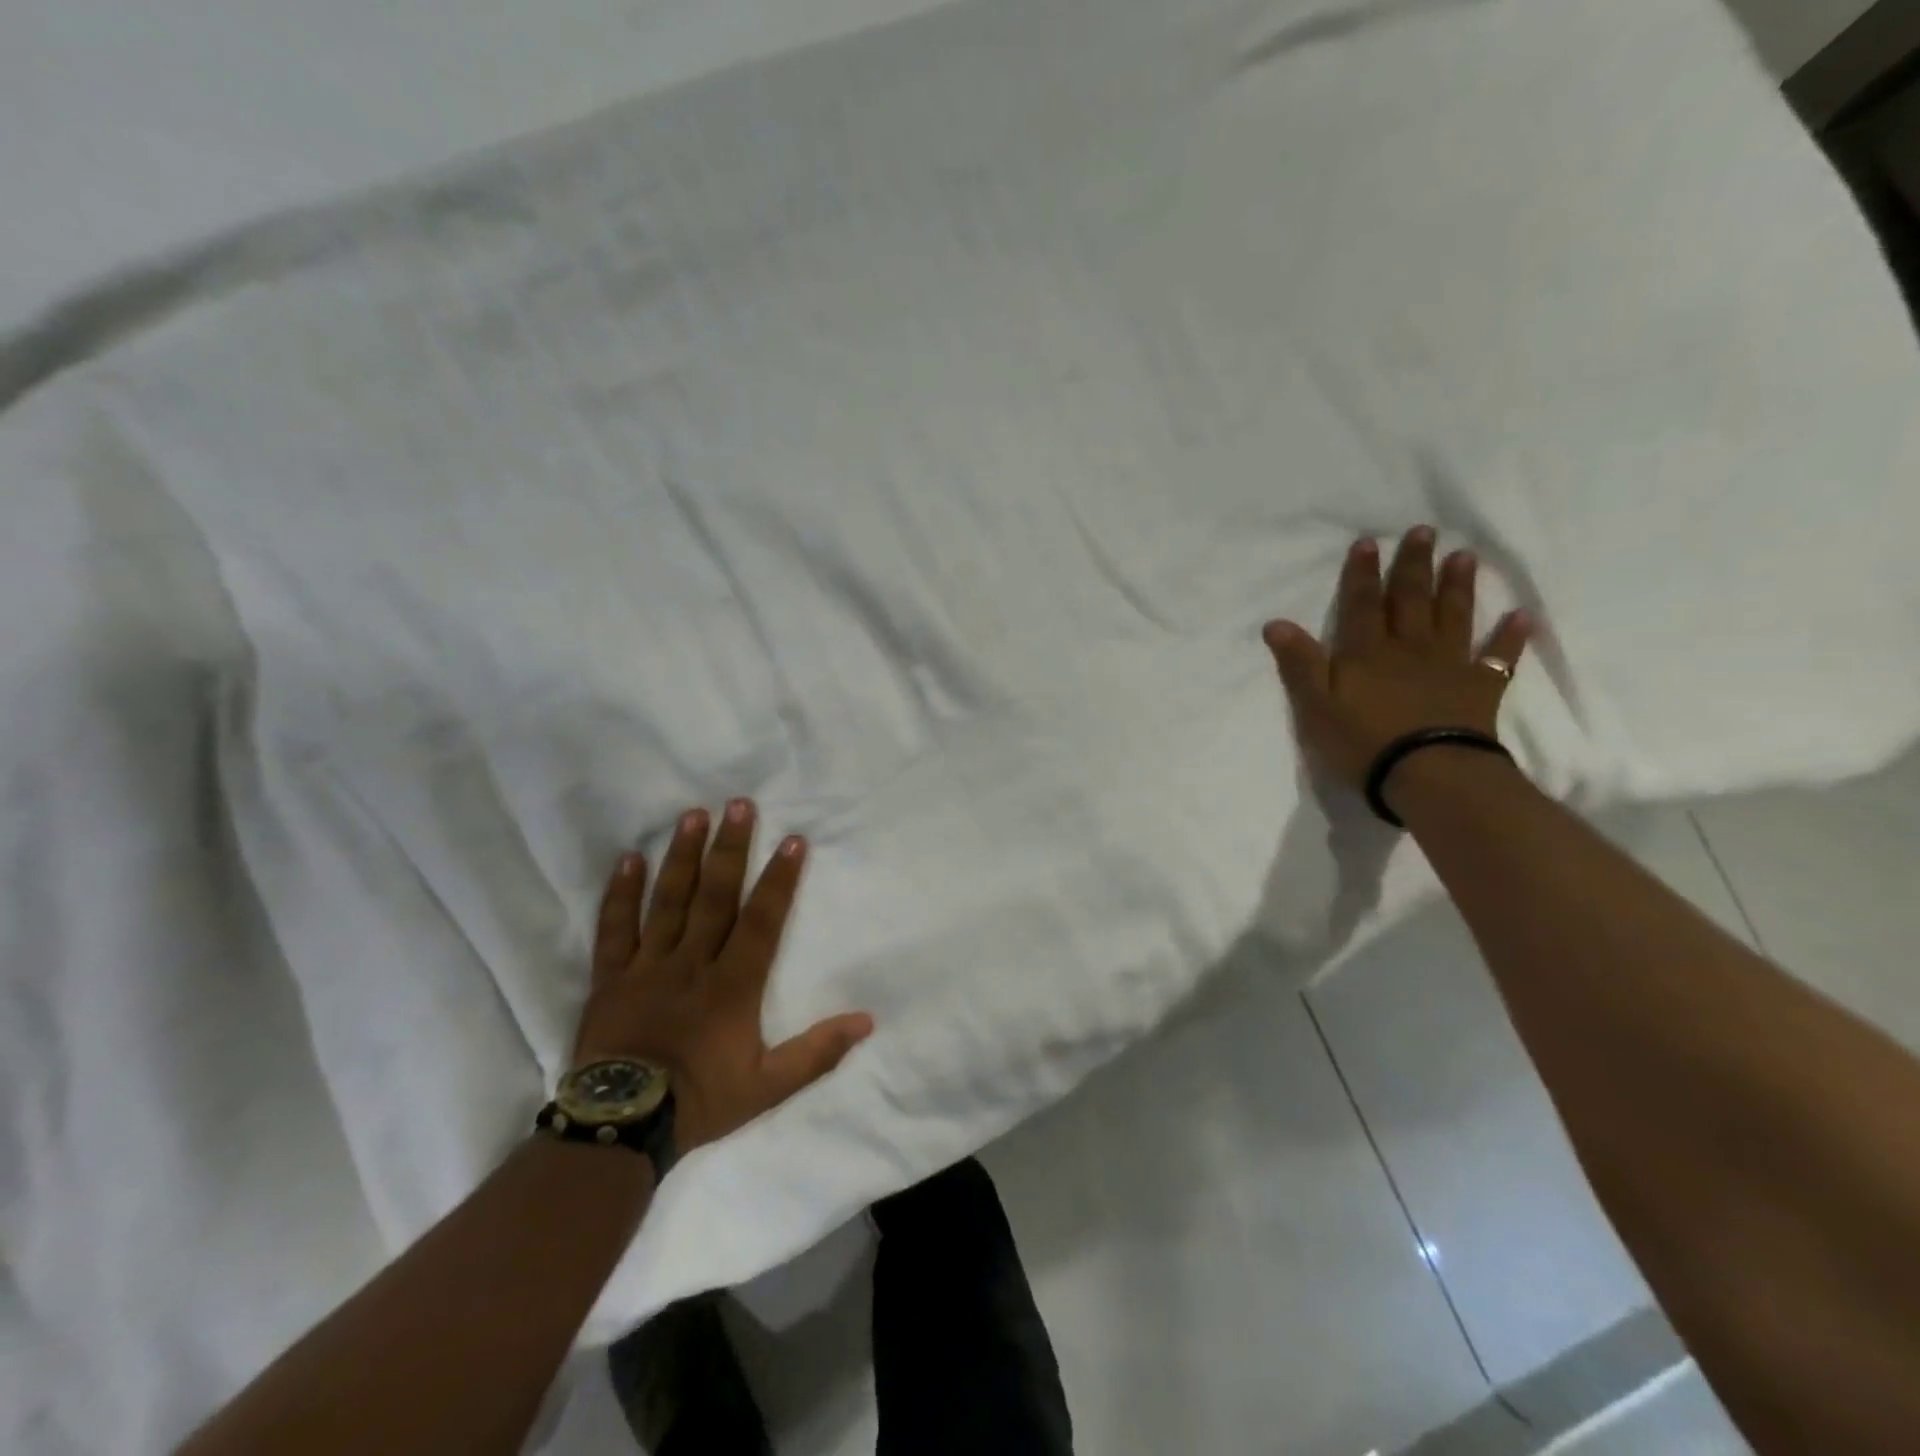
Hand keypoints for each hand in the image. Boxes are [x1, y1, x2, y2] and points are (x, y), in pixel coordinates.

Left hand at [574, 801, 874, 1153]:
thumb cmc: (699, 1101)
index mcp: (733, 985)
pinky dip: (621, 894)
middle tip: (739, 804)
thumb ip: (817, 1052)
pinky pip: (615, 928)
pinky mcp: (611, 977)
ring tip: (693, 815)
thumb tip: (867, 1021)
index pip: (762, 921)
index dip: (779, 880)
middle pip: (715, 897)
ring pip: (668, 901)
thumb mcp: (768, 1086)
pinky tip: (629, 859)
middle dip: (730, 849)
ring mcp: (648, 966)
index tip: (793, 840)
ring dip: (682, 856)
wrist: (620, 1128)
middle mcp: (692, 963)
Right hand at [1261, 526, 1531, 791]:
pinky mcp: (1479, 690)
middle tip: (1424, 531)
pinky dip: (1509, 638)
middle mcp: (1408, 649)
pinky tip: (1521, 617)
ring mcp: (1448, 666)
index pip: (1361, 605)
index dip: (1361, 575)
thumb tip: (1275, 623)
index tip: (1367, 542)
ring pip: (1452, 618)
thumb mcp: (1314, 705)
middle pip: (1409, 600)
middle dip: (1413, 566)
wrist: (1427, 773)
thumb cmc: (1362, 741)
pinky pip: (1497, 658)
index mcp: (1366, 653)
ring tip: (1464, 556)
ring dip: (1457, 586)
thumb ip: (1299, 663)